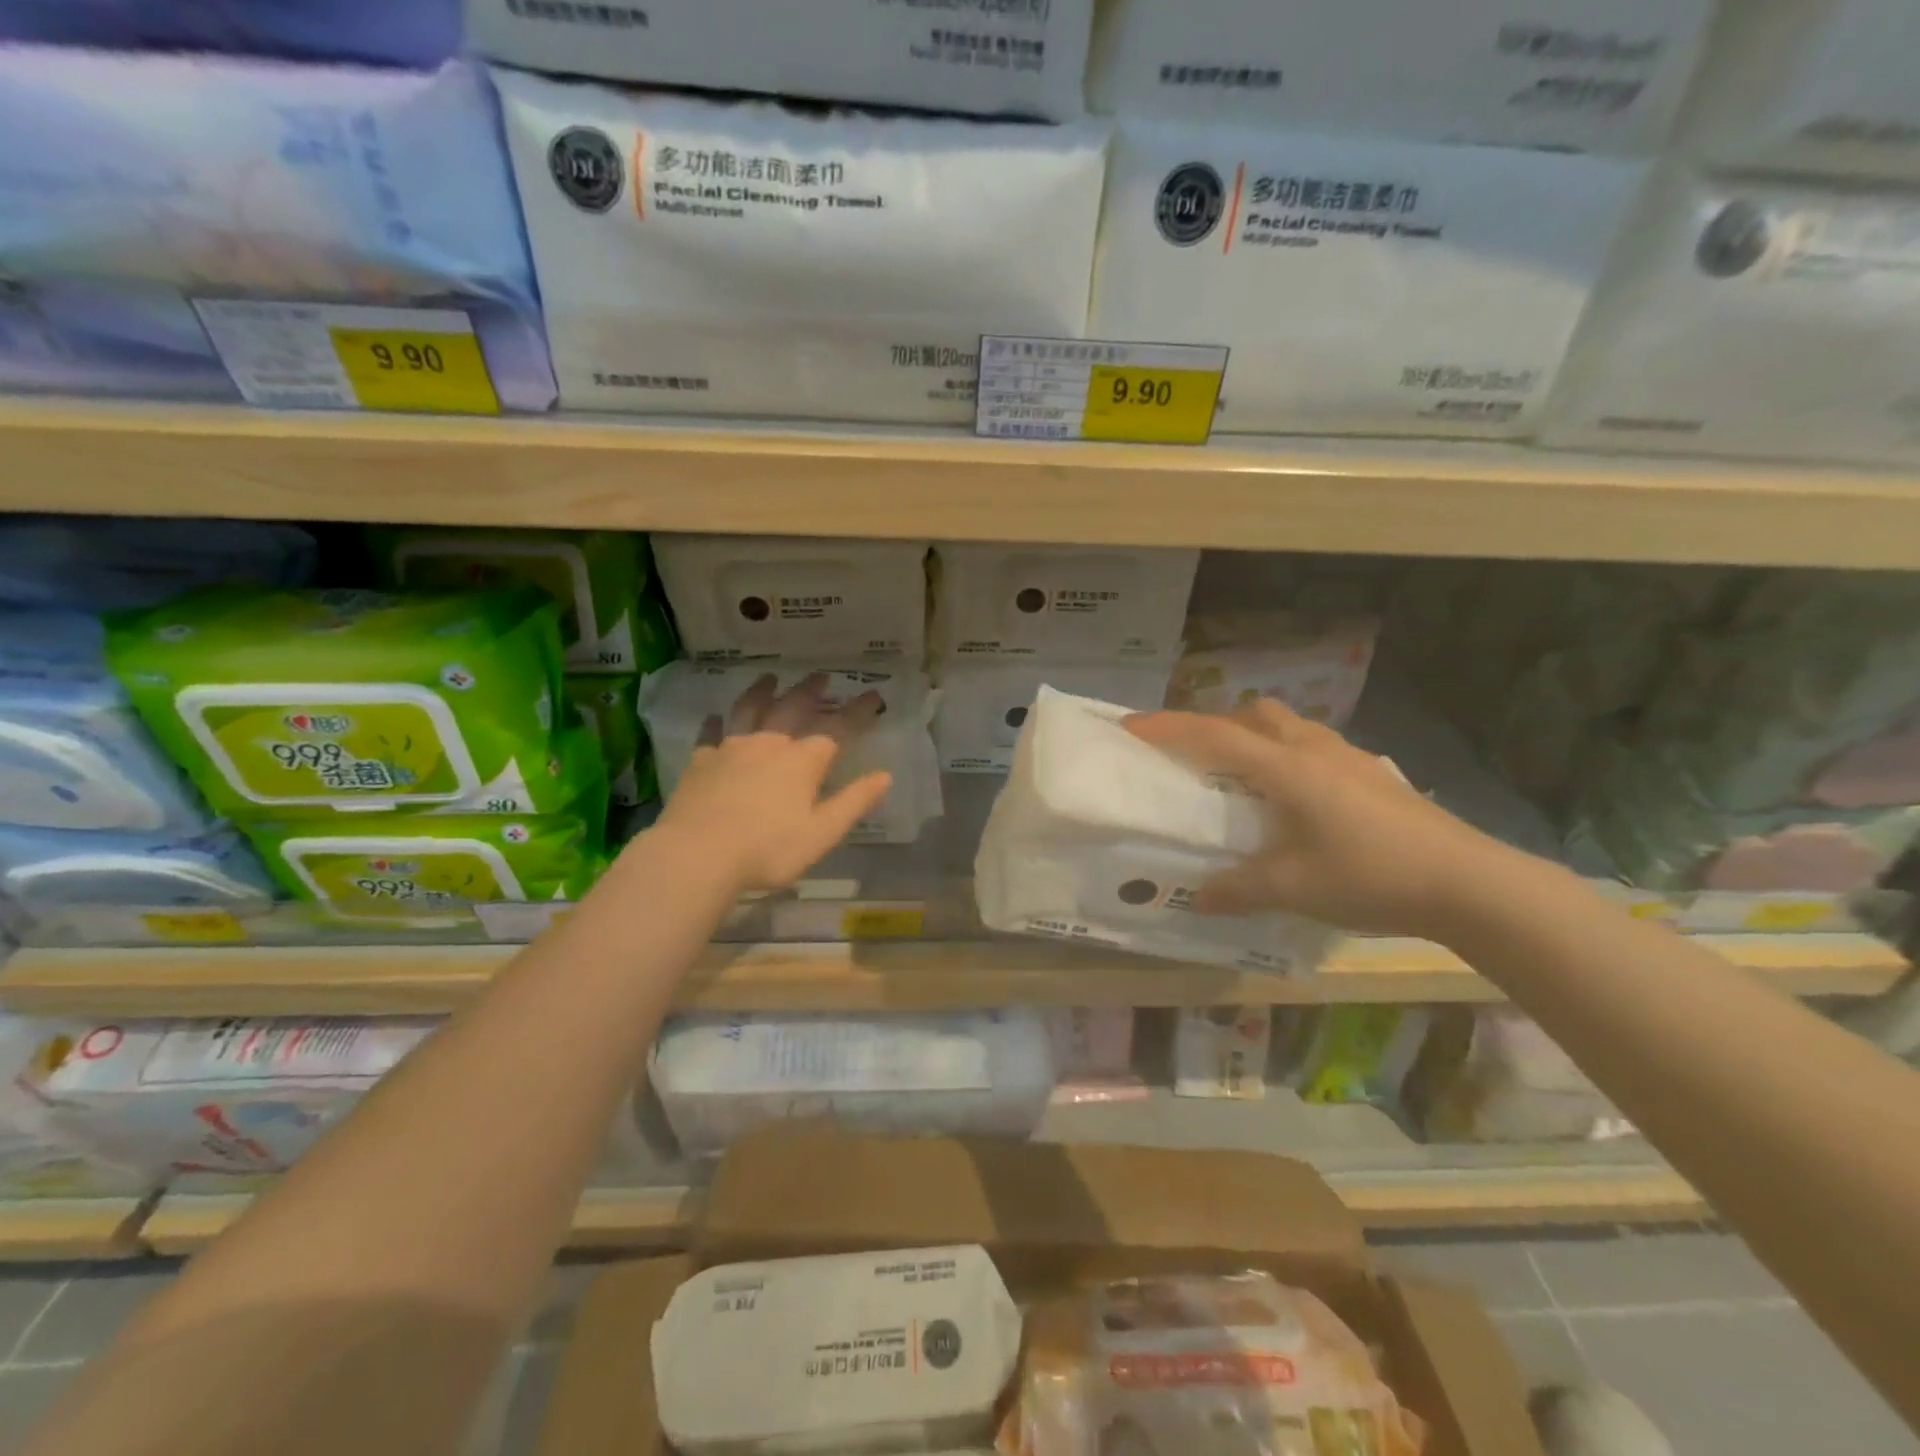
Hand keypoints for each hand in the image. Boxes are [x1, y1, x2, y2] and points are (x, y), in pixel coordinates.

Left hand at [654, 673, 893, 892]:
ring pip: (749, 710)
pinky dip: (715, 723)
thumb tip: (885, 776)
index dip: (858, 712)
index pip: (837, 729)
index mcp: (802, 761)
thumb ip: (854, 802)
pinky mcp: (701, 761)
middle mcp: (769, 744)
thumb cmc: (768, 849)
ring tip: (769, 679)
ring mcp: (731, 749)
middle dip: (811, 692)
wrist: (697, 854)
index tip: (873, 696)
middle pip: (793, 708)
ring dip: (762, 692)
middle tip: (821, 676)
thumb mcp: (822, 833)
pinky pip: (710, 734)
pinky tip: (715, 718)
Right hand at [1125, 699, 1507, 937]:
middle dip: (1217, 724)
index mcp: (1286, 768)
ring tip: (1243, 776)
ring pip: (1288, 726)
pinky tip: (1297, 798)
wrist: (1469, 882)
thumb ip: (1239, 889)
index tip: (1130, 725)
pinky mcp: (1372, 775)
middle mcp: (1313, 749)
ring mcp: (1349, 758)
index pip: (1213, 736)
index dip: (1168, 727)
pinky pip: (1314, 747)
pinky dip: (1288, 755)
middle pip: (1254, 714)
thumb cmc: (1371, 876)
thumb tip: (1197, 898)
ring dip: (1255, 736)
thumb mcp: (1294, 888)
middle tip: (1194, 755)